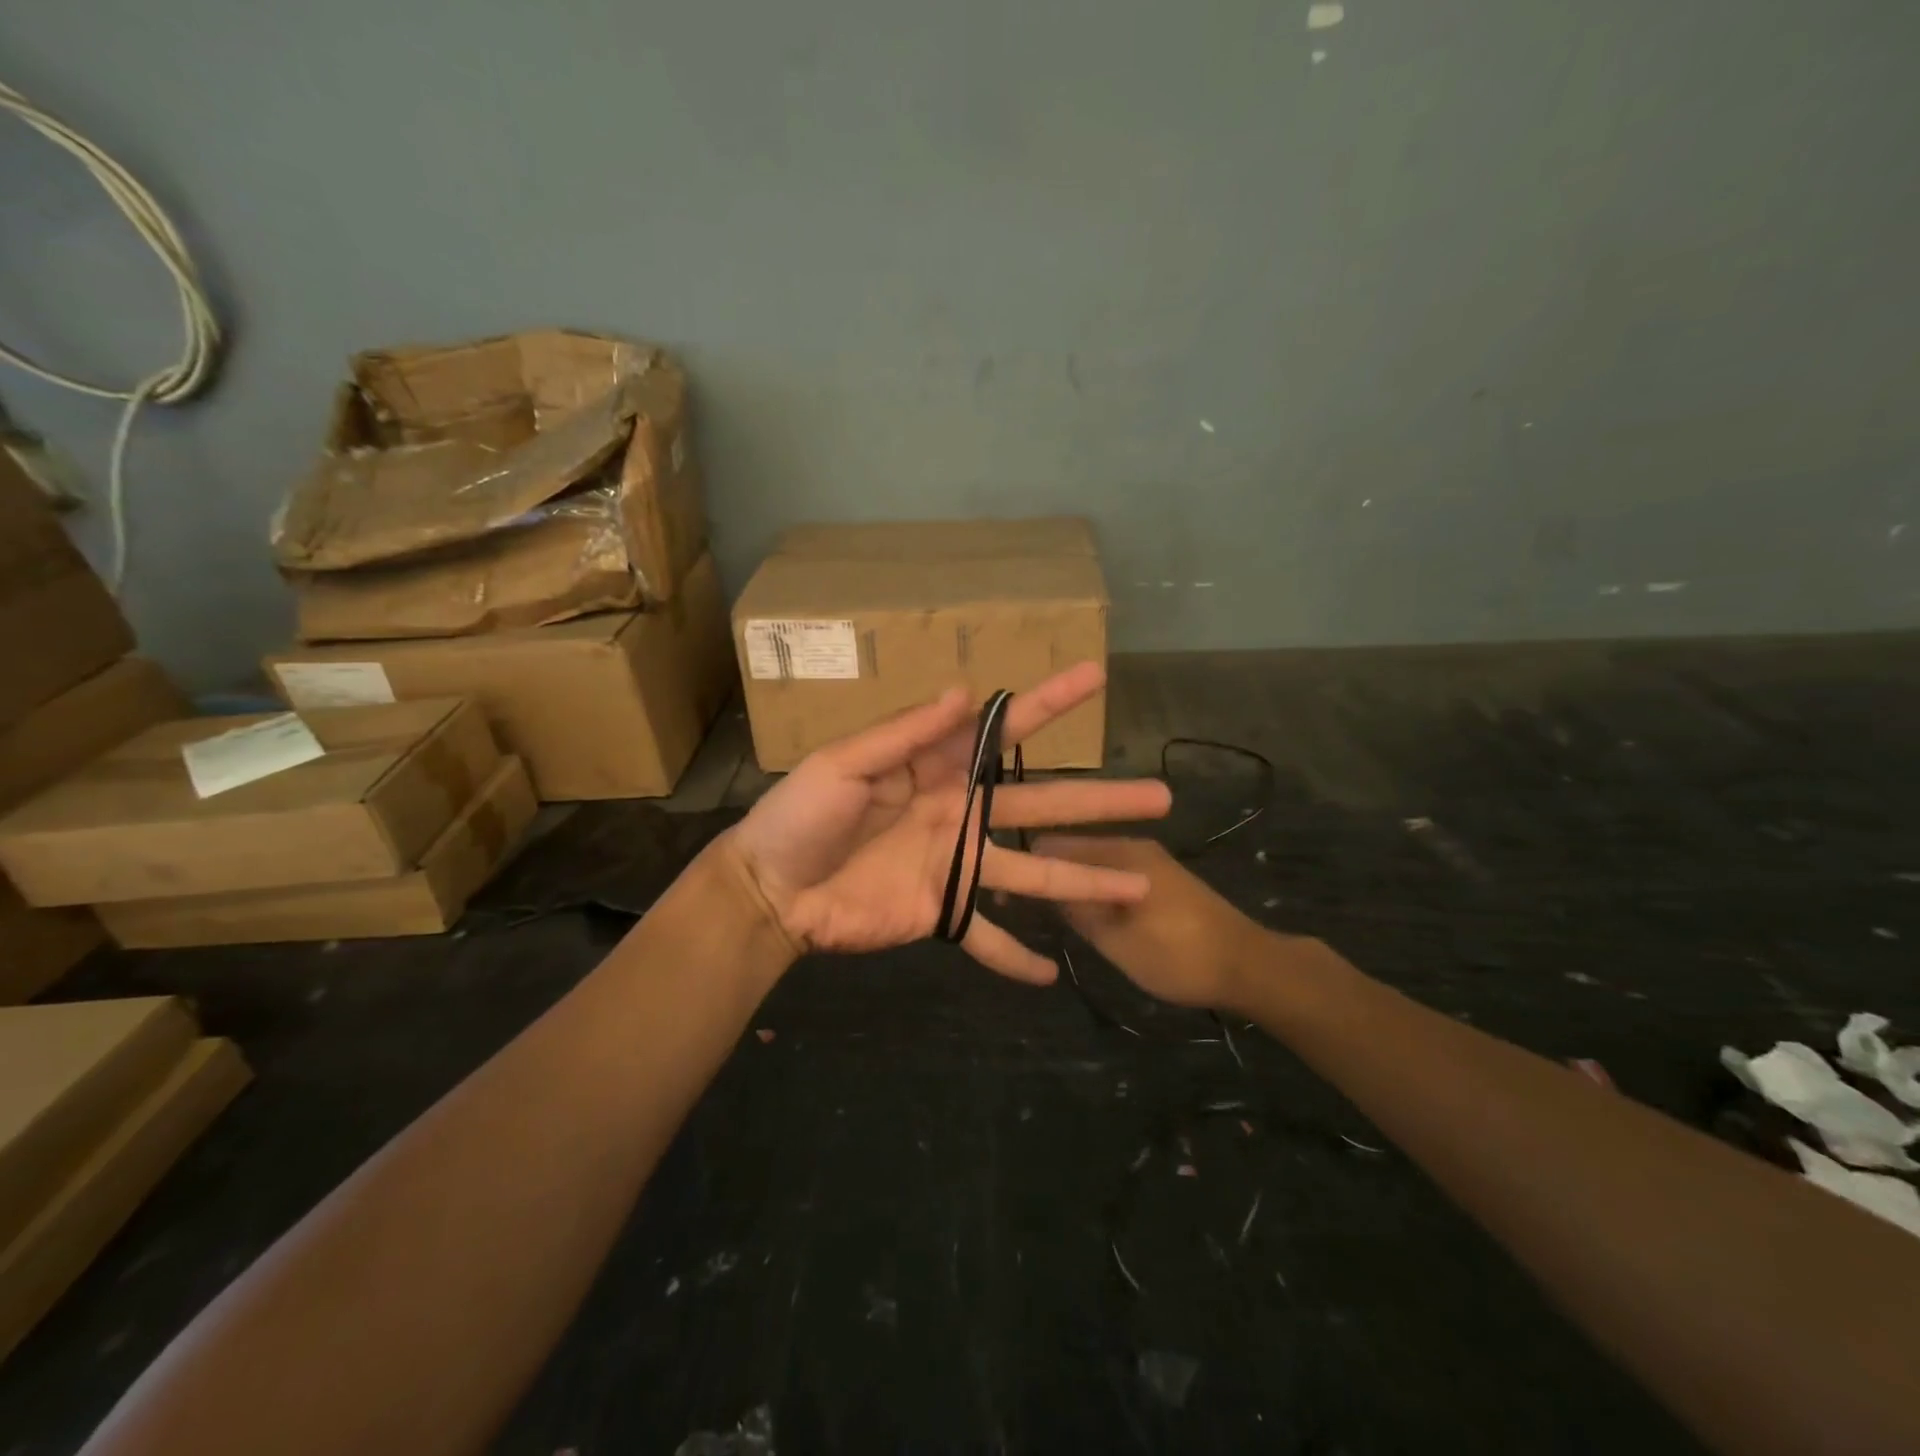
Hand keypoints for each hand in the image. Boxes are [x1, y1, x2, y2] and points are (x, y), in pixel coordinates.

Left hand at [722, 663, 1172, 982]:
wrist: (770, 888)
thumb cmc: (800, 815)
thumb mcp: (845, 763)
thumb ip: (905, 733)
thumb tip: (964, 693)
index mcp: (937, 768)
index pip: (1002, 731)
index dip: (1048, 703)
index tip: (1095, 677)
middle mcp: (959, 812)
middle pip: (1040, 803)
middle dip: (1099, 800)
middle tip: (1158, 796)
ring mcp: (955, 865)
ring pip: (1033, 872)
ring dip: (1083, 881)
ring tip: (1140, 887)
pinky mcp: (939, 912)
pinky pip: (983, 936)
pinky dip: (1013, 956)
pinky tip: (1051, 976)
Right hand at [1031, 836, 1268, 1008]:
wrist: (1249, 965)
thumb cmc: (1178, 954)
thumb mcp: (1117, 940)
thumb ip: (1077, 910)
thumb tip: (1041, 887)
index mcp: (1118, 853)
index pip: (1051, 844)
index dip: (1025, 869)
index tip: (1009, 902)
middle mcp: (1130, 845)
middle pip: (1072, 850)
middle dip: (1049, 875)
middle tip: (1031, 913)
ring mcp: (1149, 860)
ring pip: (1093, 863)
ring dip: (1073, 884)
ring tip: (1057, 918)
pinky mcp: (1161, 877)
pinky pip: (1114, 873)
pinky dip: (1096, 890)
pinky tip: (1092, 917)